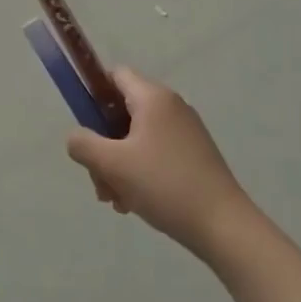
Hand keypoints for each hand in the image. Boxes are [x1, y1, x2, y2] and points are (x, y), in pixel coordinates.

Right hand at [67, 68, 255, 259]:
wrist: (224, 226)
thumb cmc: (164, 185)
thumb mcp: (112, 165)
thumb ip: (83, 145)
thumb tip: (76, 138)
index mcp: (153, 98)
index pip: (115, 76)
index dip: (94, 94)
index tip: (86, 127)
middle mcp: (171, 106)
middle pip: (123, 113)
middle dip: (104, 145)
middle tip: (99, 179)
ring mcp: (186, 131)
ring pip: (137, 138)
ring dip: (120, 165)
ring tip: (117, 200)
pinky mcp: (195, 155)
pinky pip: (156, 153)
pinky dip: (140, 172)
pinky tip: (136, 203)